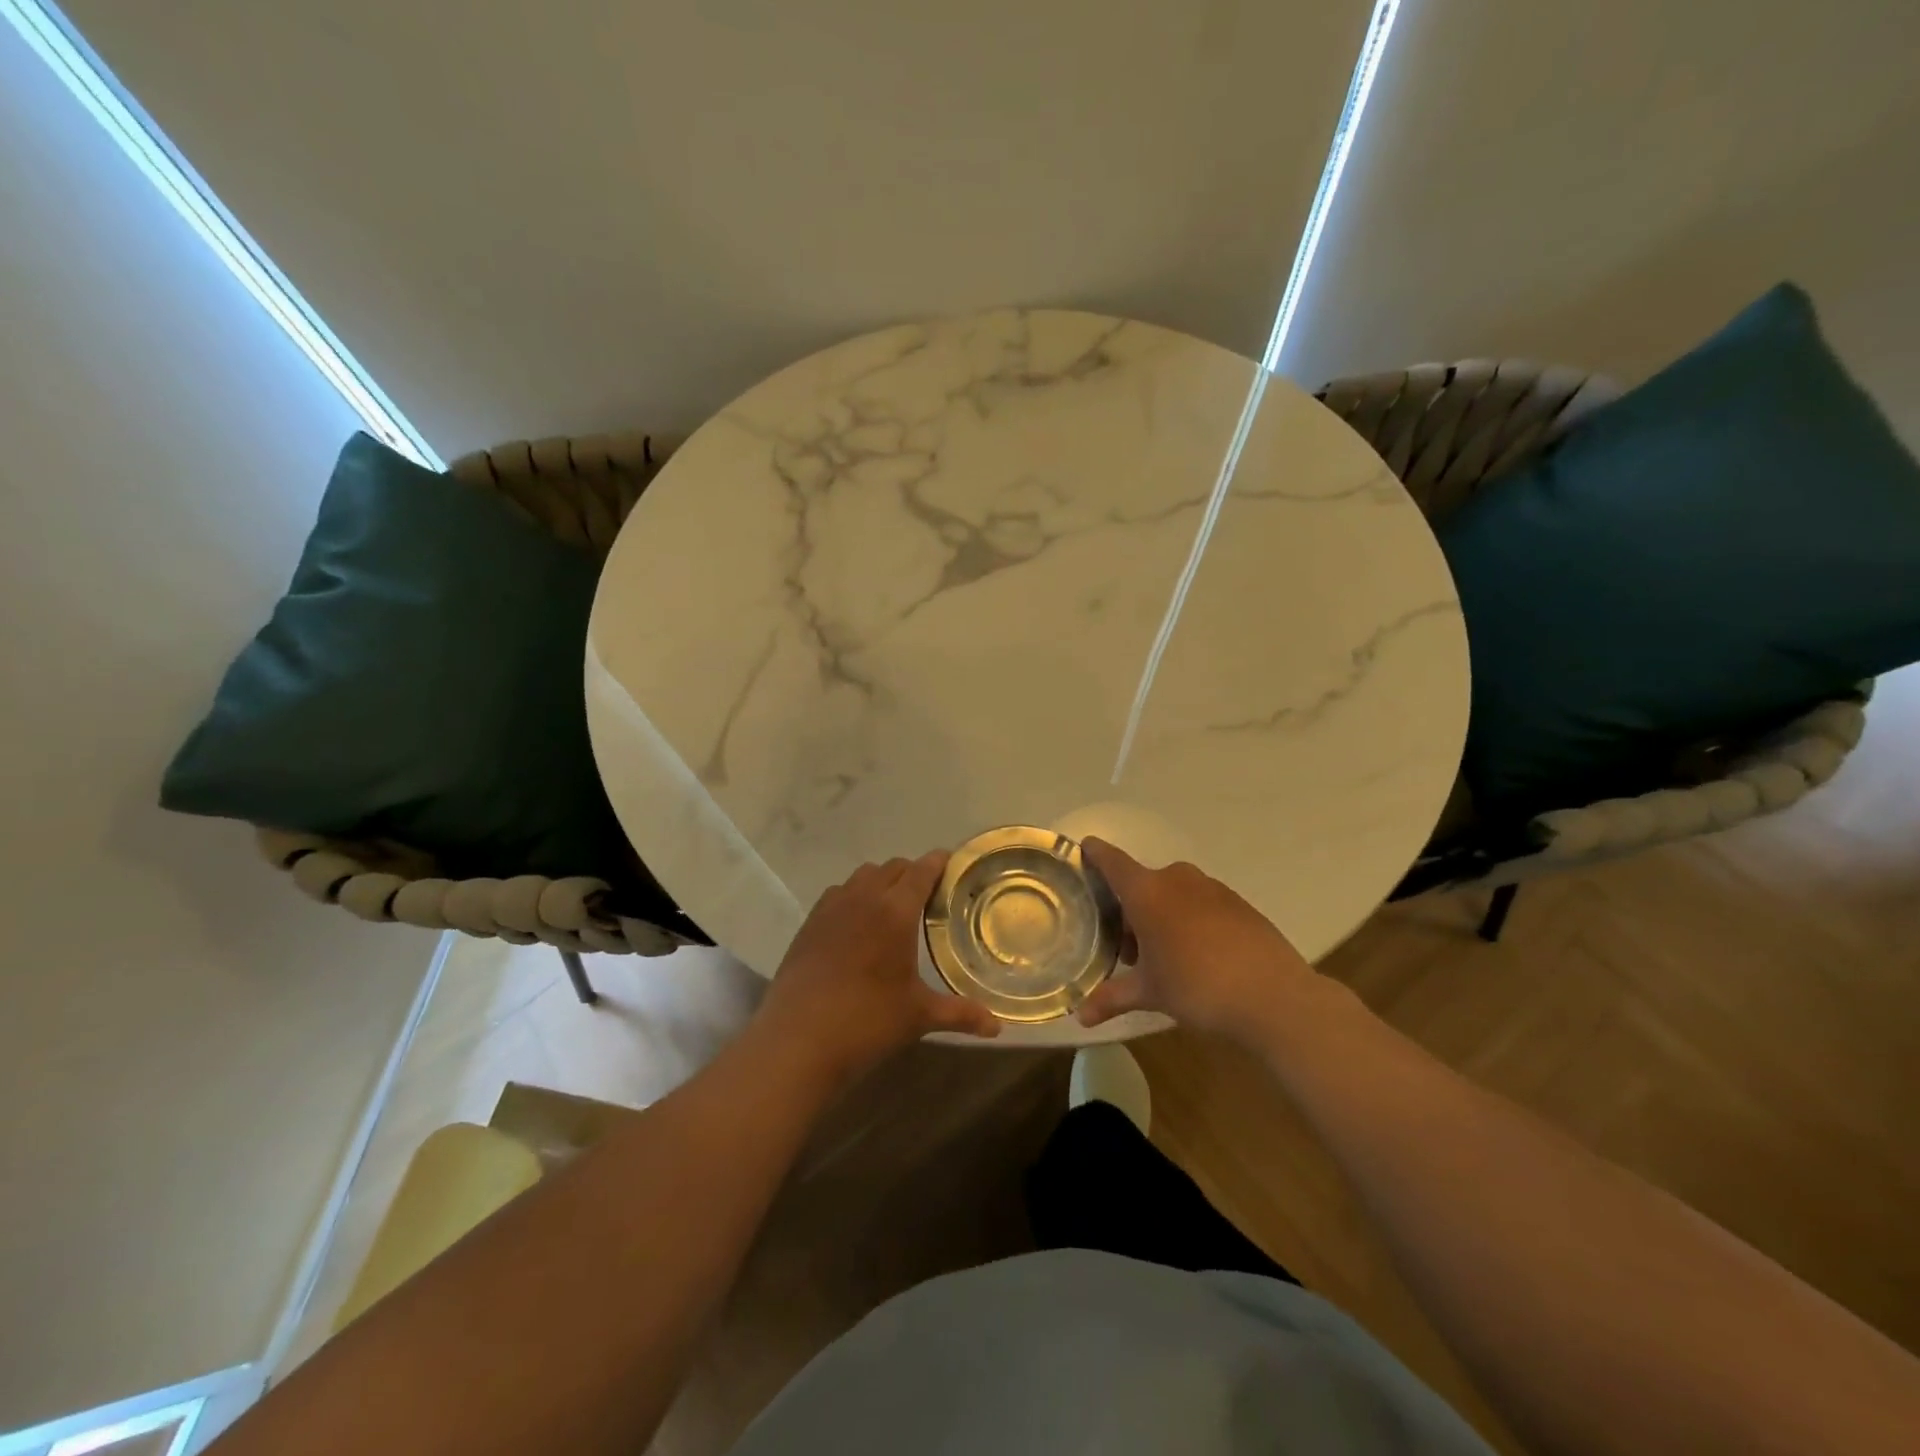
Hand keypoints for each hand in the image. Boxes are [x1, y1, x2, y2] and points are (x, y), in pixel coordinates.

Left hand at [753, 851, 999, 1084]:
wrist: (797, 1040)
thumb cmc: (866, 1022)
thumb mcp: (918, 1016)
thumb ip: (960, 1014)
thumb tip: (997, 1027)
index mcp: (895, 911)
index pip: (921, 871)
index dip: (938, 863)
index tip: (951, 863)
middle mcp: (863, 898)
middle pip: (892, 868)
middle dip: (912, 873)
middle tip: (928, 896)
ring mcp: (831, 908)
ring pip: (862, 876)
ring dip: (881, 882)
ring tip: (892, 908)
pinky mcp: (808, 924)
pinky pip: (837, 894)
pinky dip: (853, 897)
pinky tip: (856, 926)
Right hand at [1075, 838, 1327, 1043]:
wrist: (1274, 997)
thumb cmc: (1197, 987)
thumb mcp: (1150, 994)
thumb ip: (1113, 998)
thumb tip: (1081, 1017)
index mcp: (1147, 892)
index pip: (1112, 861)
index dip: (1095, 853)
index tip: (1084, 848)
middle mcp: (1177, 879)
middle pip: (1143, 883)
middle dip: (1131, 910)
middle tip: (1129, 949)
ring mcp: (1212, 888)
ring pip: (1173, 893)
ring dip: (1162, 916)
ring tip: (1165, 957)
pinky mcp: (1239, 903)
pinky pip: (1201, 903)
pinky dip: (1191, 920)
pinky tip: (1199, 956)